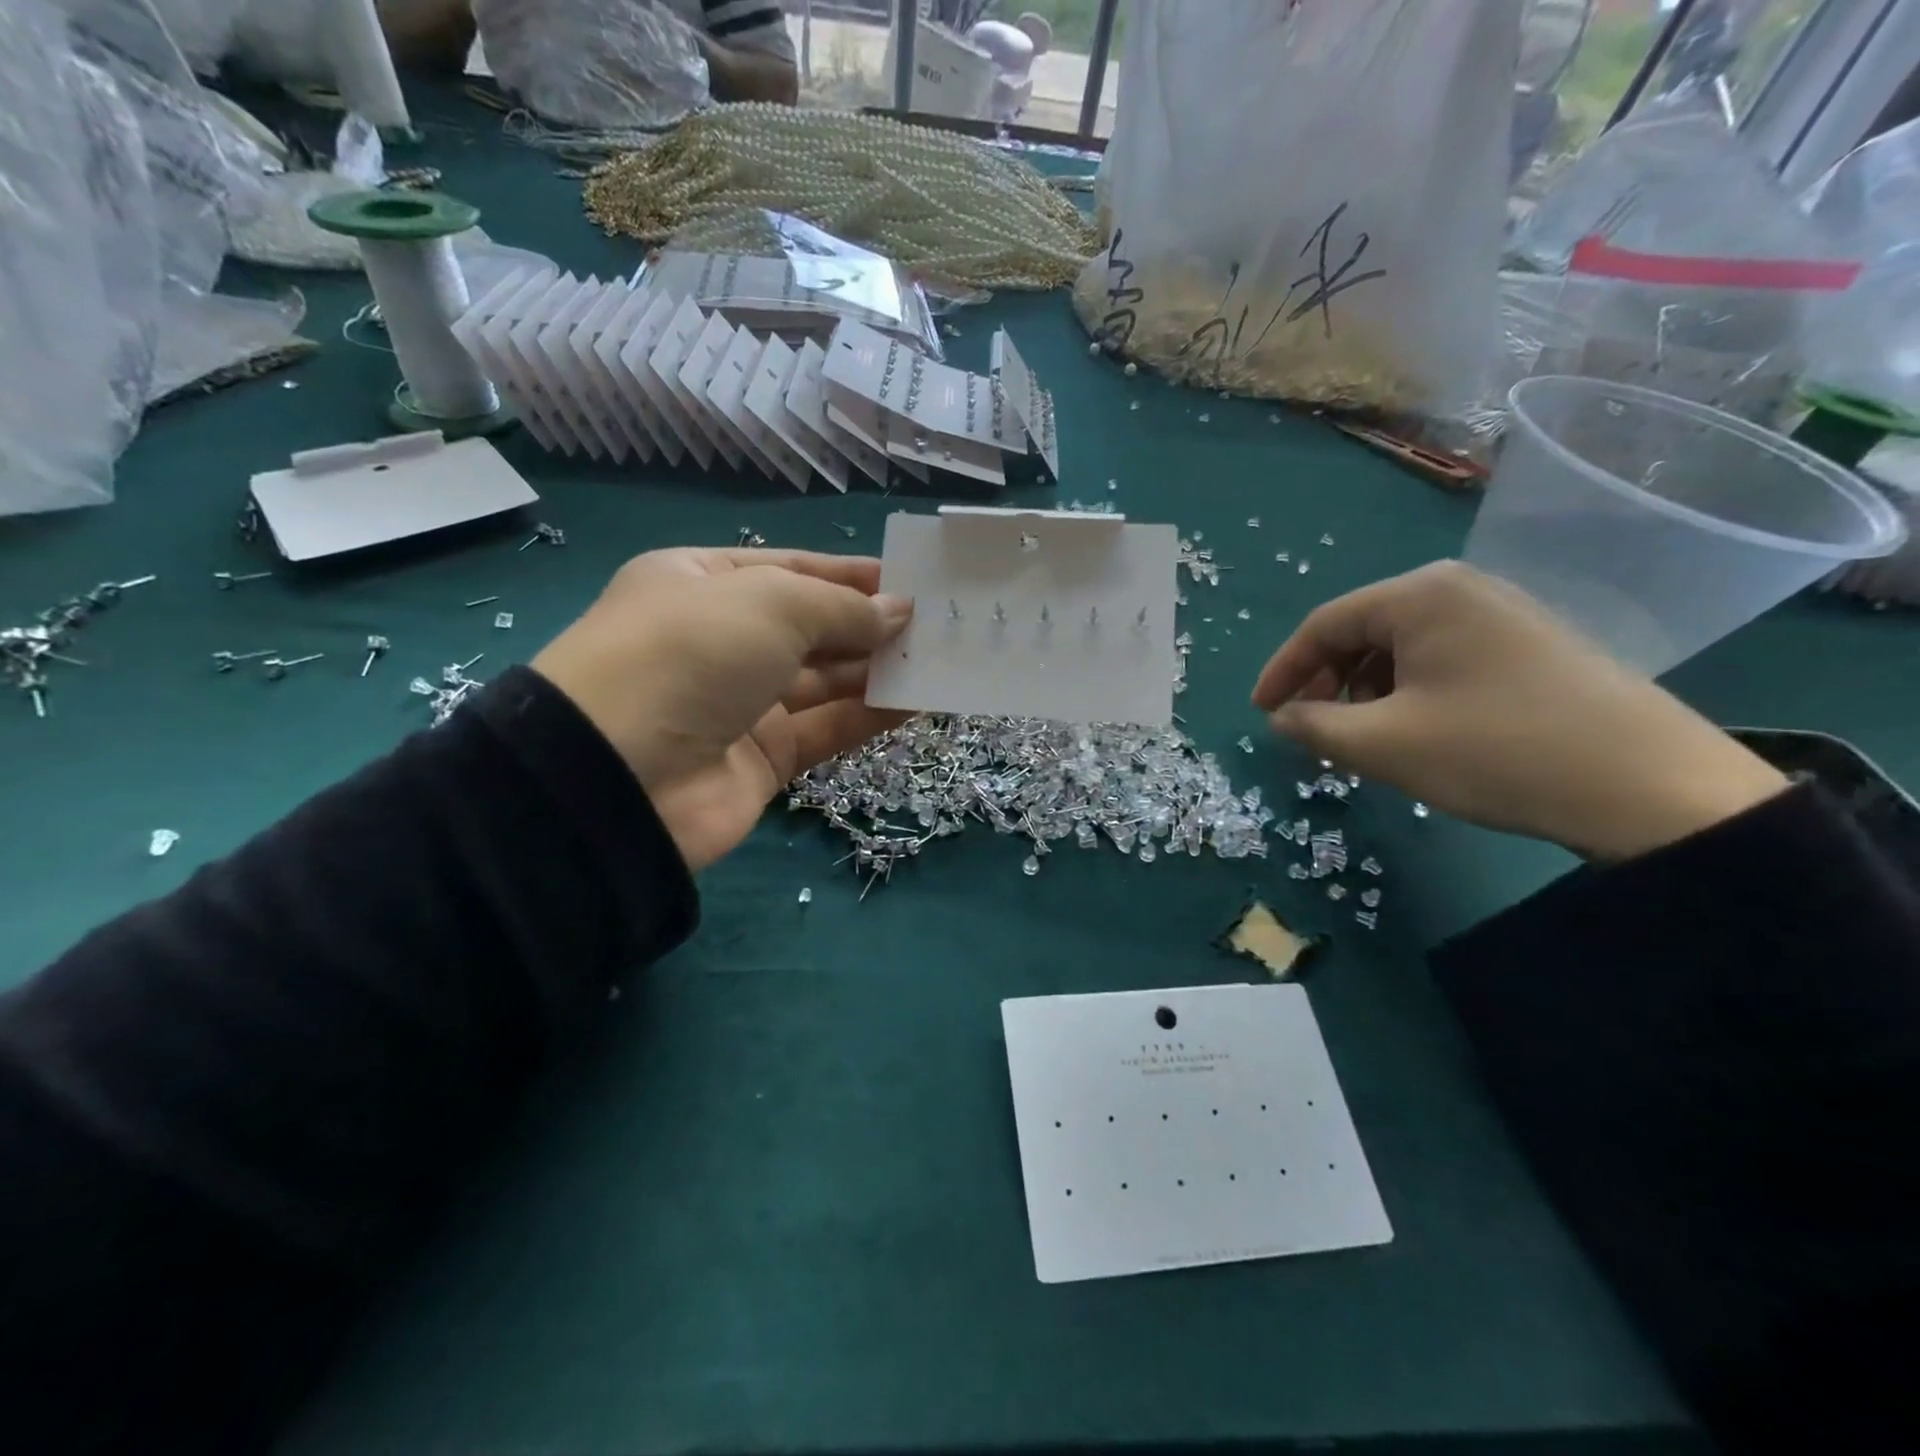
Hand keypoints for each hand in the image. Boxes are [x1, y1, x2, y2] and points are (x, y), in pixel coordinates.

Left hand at [533, 548, 911, 870]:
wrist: (621, 777)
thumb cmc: (692, 654)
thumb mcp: (771, 604)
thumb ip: (842, 608)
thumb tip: (899, 612)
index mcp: (701, 583)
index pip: (790, 569)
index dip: (848, 574)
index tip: (908, 579)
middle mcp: (721, 641)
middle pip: (811, 627)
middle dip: (869, 623)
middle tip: (936, 623)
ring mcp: (741, 703)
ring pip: (823, 680)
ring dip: (877, 670)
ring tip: (937, 659)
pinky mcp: (763, 759)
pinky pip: (826, 729)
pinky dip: (869, 716)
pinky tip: (917, 702)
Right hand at [1251, 562, 1788, 860]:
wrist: (1649, 786)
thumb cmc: (1494, 751)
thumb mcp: (1382, 744)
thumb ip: (1313, 726)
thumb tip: (1281, 718)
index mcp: (1420, 595)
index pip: (1323, 625)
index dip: (1282, 671)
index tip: (1261, 713)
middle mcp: (1460, 588)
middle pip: (1363, 630)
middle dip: (1326, 681)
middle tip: (1312, 728)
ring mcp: (1502, 613)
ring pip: (1402, 647)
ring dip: (1365, 690)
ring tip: (1360, 737)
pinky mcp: (1530, 644)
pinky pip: (1442, 659)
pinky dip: (1408, 691)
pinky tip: (1412, 730)